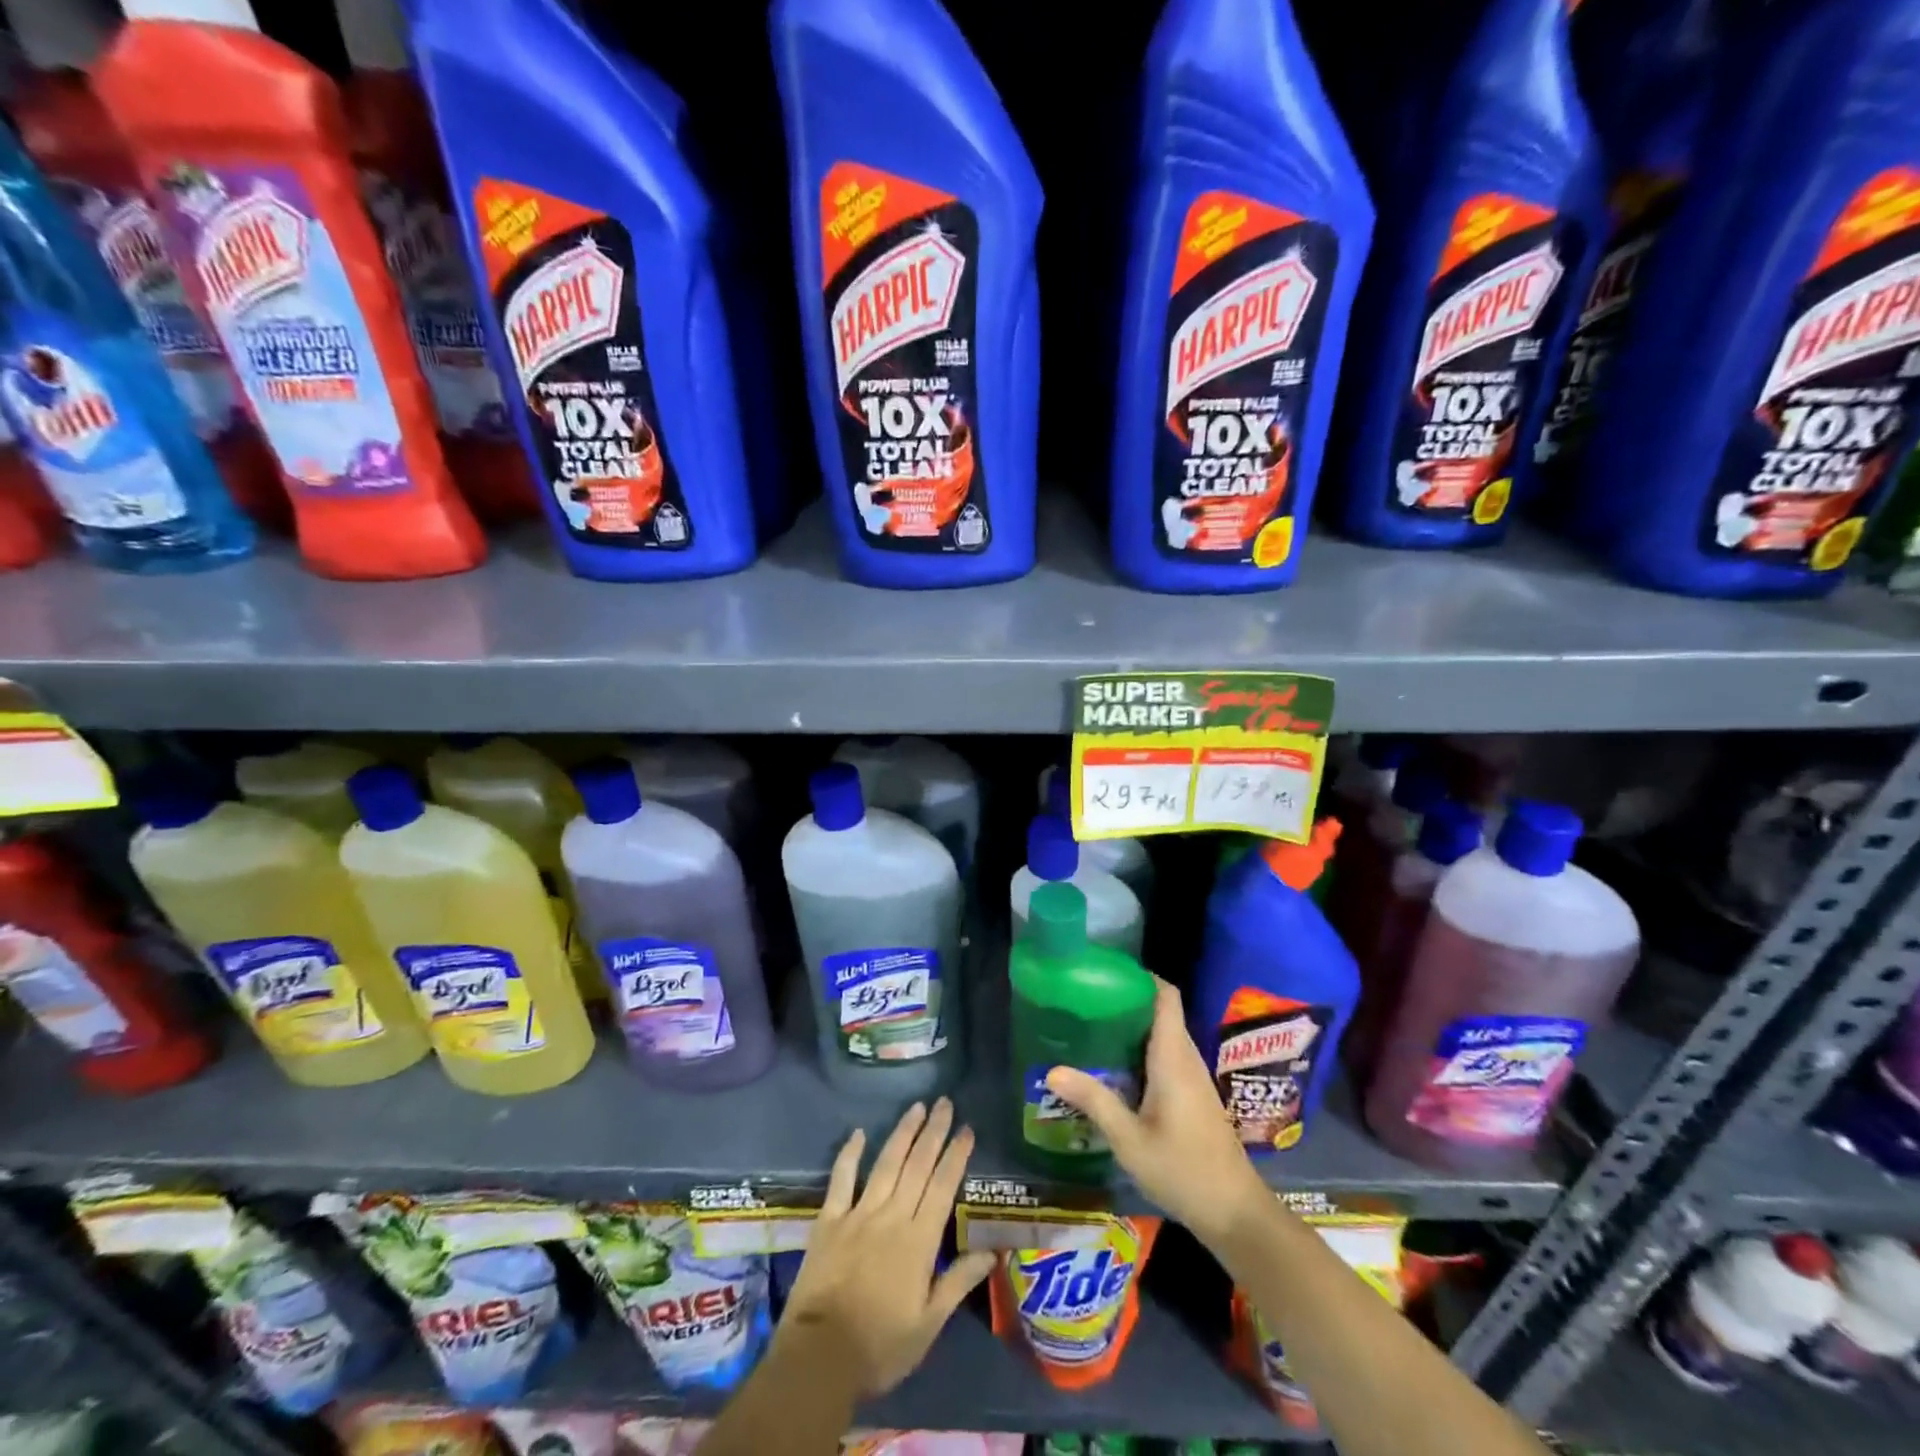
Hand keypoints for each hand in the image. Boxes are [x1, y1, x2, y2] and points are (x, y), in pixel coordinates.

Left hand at [777, 1098, 995, 1397]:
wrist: (819, 1357)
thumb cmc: (880, 1346)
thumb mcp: (928, 1325)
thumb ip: (958, 1283)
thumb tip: (991, 1252)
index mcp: (919, 1241)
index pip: (942, 1187)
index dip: (955, 1156)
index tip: (967, 1129)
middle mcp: (891, 1216)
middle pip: (917, 1166)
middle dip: (934, 1132)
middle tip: (945, 1103)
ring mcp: (858, 1214)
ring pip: (886, 1163)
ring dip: (903, 1133)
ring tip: (917, 1107)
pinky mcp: (829, 1220)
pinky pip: (841, 1179)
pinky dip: (849, 1154)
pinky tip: (858, 1133)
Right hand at [1045, 978, 1268, 1246]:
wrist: (1235, 1213)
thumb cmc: (1183, 1170)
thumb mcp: (1130, 1140)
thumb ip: (1094, 1100)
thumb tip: (1052, 1069)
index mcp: (1173, 1057)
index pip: (1166, 996)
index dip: (1141, 976)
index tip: (1106, 971)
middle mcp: (1186, 1058)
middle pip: (1161, 1011)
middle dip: (1126, 1000)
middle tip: (1086, 999)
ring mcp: (1193, 1077)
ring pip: (1164, 1034)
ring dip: (1133, 1026)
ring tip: (1093, 1026)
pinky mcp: (1193, 1095)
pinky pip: (1167, 1055)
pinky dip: (1142, 1049)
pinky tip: (1115, 1066)